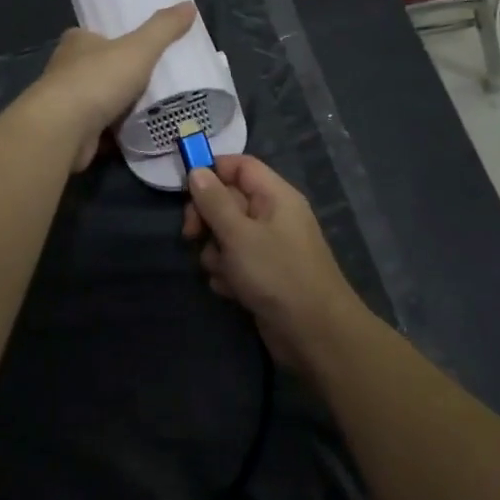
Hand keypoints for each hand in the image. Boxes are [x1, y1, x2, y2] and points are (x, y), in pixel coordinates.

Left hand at [23, 4, 195, 170]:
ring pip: (99, 101)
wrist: (63, 130)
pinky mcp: (71, 133)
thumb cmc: (97, 80)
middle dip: (120, 75)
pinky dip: (116, 132)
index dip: (115, 39)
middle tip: (154, 79)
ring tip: (153, 107)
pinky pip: (100, 130)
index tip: (139, 47)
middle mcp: (66, 70)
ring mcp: (67, 104)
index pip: (95, 35)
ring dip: (119, 106)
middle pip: (98, 68)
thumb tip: (189, 5)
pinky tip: (139, 134)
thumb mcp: (138, 48)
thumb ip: (163, 28)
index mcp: (77, 42)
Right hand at [181, 154, 370, 371]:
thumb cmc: (277, 274)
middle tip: (192, 236)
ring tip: (225, 272)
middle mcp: (273, 216)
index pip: (239, 166)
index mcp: (275, 195)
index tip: (185, 190)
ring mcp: (269, 247)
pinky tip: (232, 291)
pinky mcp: (263, 274)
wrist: (314, 333)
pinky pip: (234, 262)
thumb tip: (197, 171)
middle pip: (228, 200)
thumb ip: (215, 201)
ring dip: (215, 253)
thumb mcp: (239, 234)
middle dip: (207, 219)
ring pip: (226, 235)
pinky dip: (228, 274)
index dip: (211, 172)